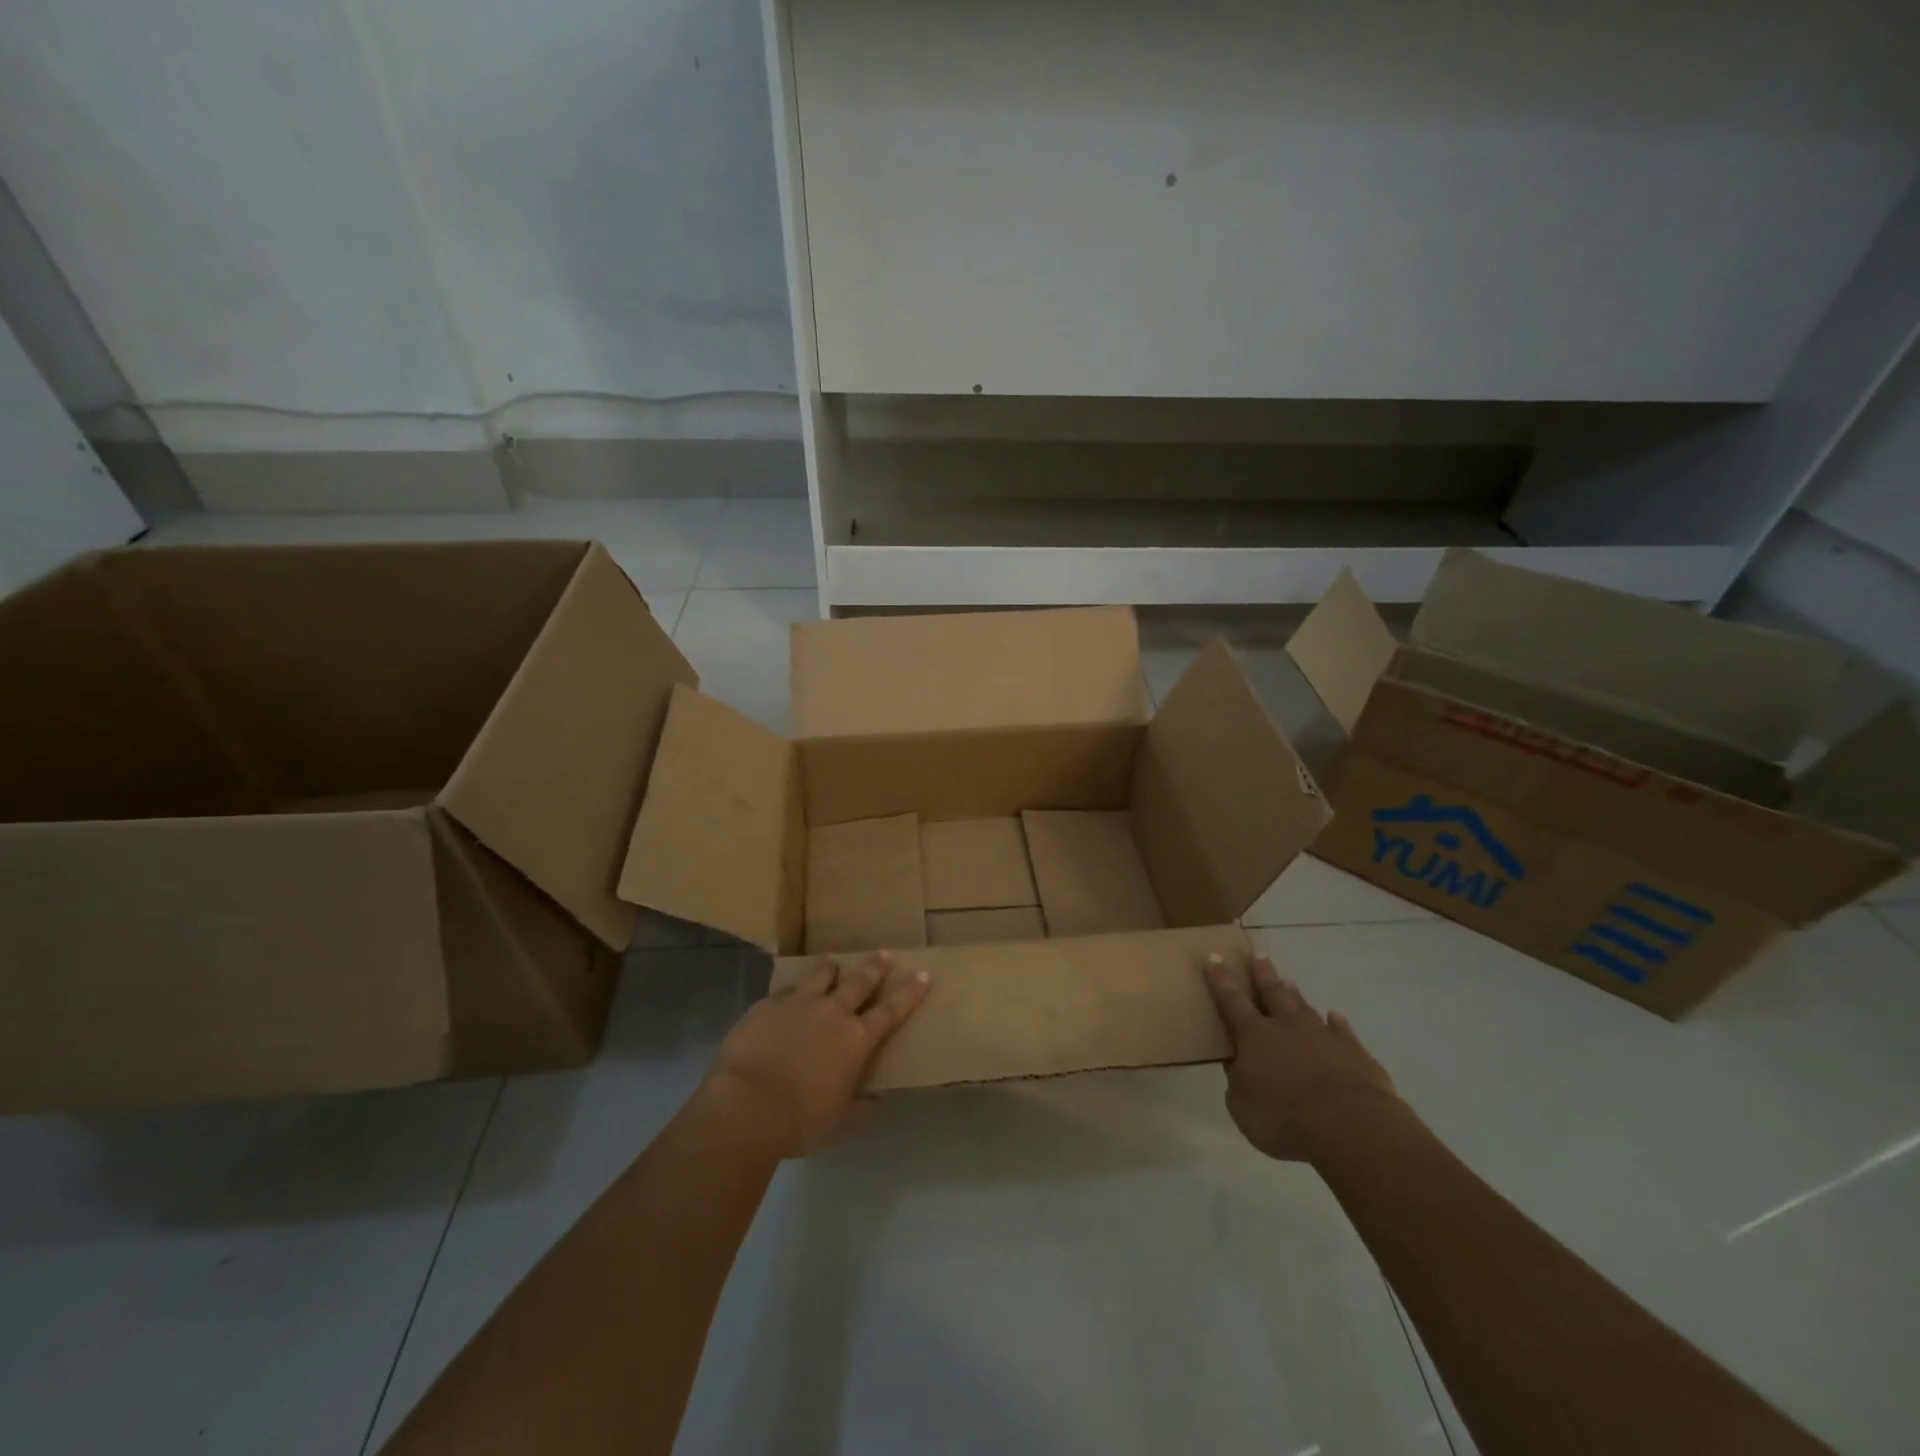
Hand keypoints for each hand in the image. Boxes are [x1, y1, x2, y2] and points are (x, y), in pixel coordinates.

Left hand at [702, 952, 929, 1159]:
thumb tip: (875, 1101)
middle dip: (875, 968)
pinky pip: (786, 990)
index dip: (910, 992)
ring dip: (831, 968)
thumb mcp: (840, 1121)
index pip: (892, 1010)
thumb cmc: (801, 1120)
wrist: (748, 1105)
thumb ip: (859, 1107)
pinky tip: (790, 992)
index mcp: (857, 1039)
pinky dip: (794, 989)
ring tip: (834, 962)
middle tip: (884, 954)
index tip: (924, 974)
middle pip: (860, 982)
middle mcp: (833, 1012)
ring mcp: (799, 1003)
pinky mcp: (767, 1004)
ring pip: (821, 975)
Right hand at [1203, 952, 1403, 1162]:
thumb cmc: (1283, 1117)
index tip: (1214, 957)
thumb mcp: (1242, 1105)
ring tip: (1289, 981)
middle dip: (1262, 974)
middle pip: (1272, 992)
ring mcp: (1323, 1037)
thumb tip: (1239, 1065)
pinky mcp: (1354, 1053)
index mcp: (1253, 1036)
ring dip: (1295, 994)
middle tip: (1259, 955)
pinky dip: (1338, 1023)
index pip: (1231, 1000)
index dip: (1221, 979)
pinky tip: (1336, 1016)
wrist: (1349, 1124)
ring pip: (1304, 1008)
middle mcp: (1286, 1027)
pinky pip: (1343, 1032)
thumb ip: (1238, 1081)